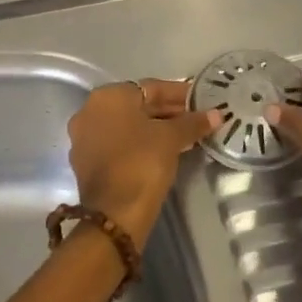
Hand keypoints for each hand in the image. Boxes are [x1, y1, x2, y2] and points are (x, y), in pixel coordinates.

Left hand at [68, 79, 222, 248]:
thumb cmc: (142, 163)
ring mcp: (84, 137)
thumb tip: (217, 114)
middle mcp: (89, 111)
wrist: (114, 213)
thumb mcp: (171, 138)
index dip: (180, 94)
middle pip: (137, 105)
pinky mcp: (86, 161)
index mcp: (107, 97)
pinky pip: (118, 143)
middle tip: (196, 119)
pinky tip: (163, 152)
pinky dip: (139, 143)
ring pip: (127, 125)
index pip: (151, 87)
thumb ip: (193, 122)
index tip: (201, 101)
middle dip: (168, 111)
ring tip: (185, 136)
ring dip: (155, 128)